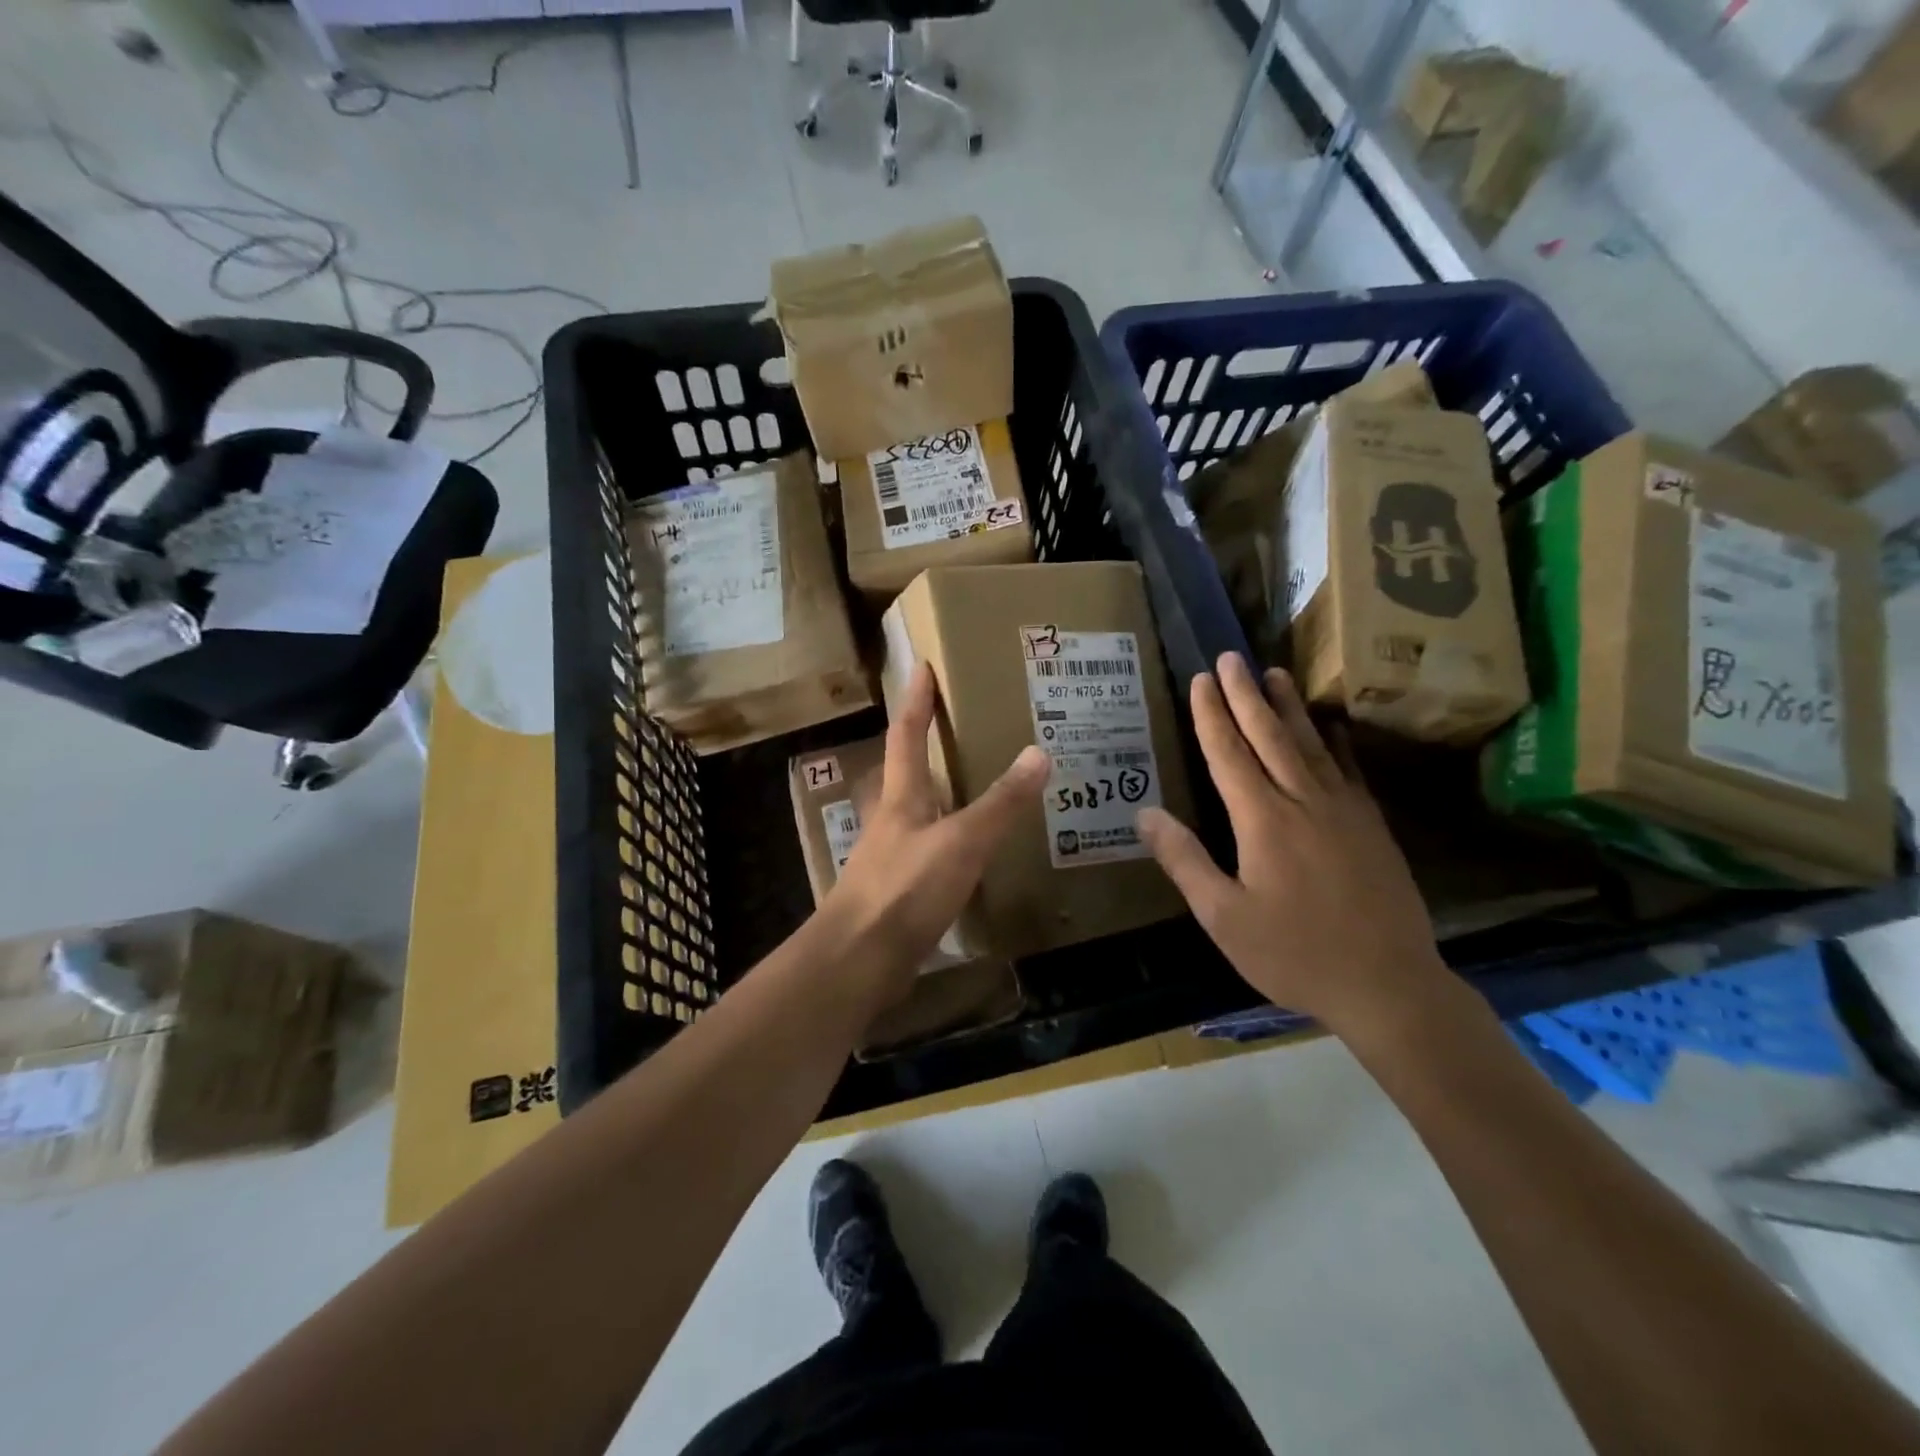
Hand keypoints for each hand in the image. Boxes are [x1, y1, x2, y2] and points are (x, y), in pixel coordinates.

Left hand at [822, 663, 1048, 999]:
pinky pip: (928, 853)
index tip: (921, 666)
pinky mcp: (897, 893)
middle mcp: (892, 821)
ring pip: (918, 814)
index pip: (906, 734)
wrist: (858, 962)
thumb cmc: (905, 890)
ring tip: (976, 786)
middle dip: (924, 744)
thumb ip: (1000, 803)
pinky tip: (970, 856)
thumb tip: (1039, 752)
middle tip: (959, 726)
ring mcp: (891, 858)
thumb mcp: (961, 843)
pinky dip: (949, 842)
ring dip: (941, 795)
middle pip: (905, 772)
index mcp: (901, 798)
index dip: (916, 699)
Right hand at [1136, 653, 1447, 1035]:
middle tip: (1231, 657)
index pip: (1229, 754)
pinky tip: (1329, 726)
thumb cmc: (1294, 954)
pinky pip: (1348, 769)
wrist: (1389, 986)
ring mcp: (1344, 810)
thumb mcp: (1223, 917)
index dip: (1211, 715)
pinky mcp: (1371, 825)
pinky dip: (1334, 741)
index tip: (1200, 680)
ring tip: (1273, 672)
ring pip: (1311, 744)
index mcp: (1263, 821)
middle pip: (1270, 735)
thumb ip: (1184, 861)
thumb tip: (1146, 814)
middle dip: (1246, 694)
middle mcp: (1303, 801)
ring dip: (1288, 706)